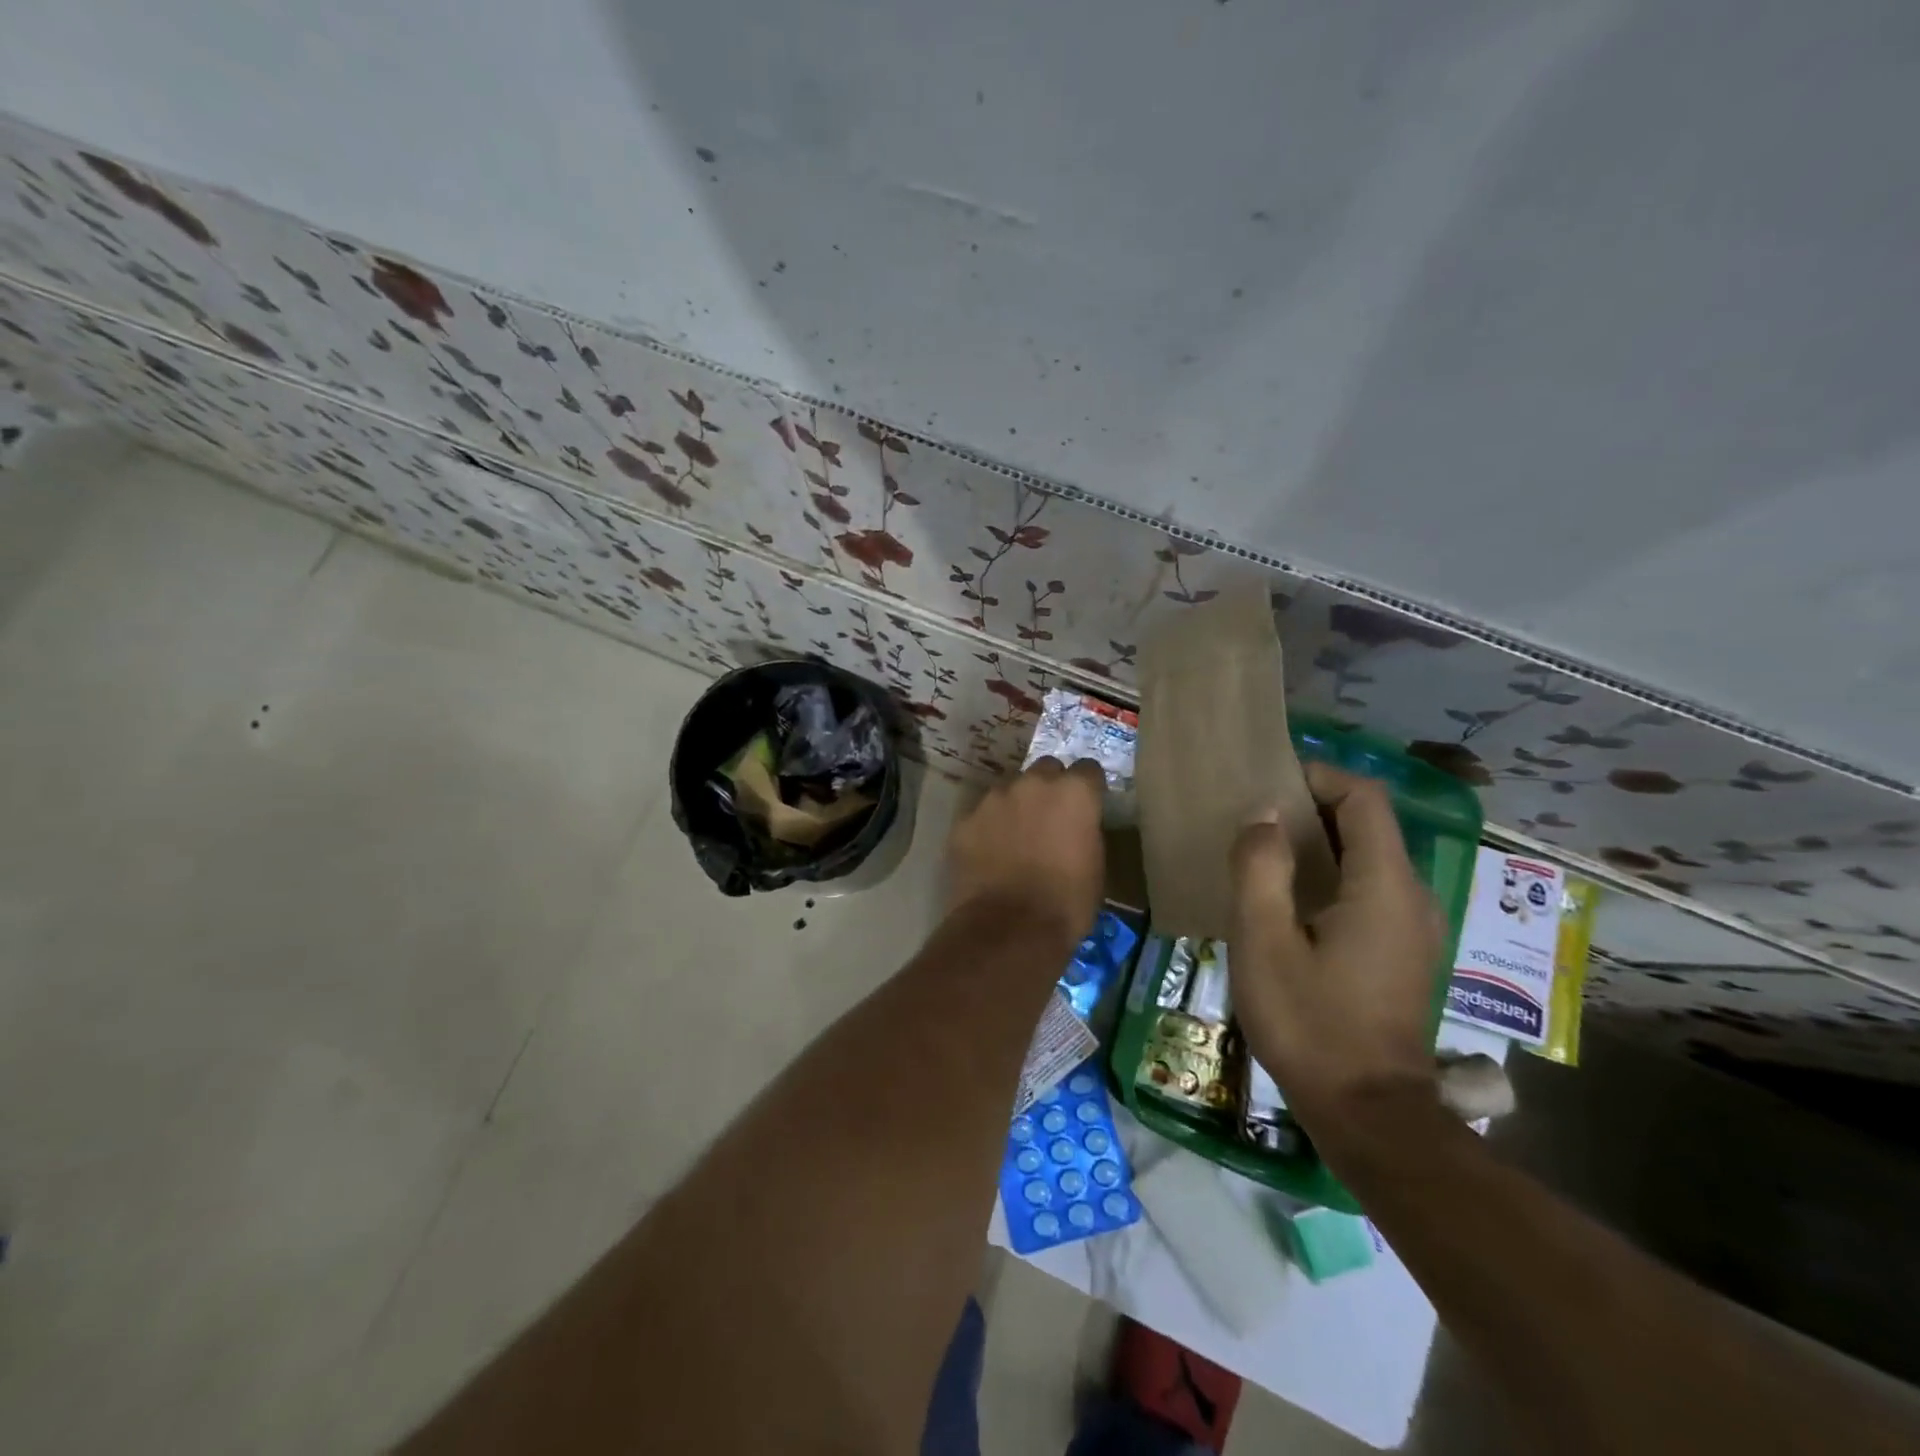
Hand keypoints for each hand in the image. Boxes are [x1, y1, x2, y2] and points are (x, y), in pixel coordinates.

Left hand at [947, 758, 1105, 947]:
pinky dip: (988, 828)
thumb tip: (1077, 827)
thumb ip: (1086, 831)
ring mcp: (994, 799)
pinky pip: (981, 816)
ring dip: (1016, 806)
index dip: (1088, 787)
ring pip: (1009, 790)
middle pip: (1045, 770)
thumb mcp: (1096, 866)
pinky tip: (989, 854)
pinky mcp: (965, 820)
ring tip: (1015, 838)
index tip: (1087, 804)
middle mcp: (1033, 783)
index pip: (1088, 769)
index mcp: (1074, 792)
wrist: (1010, 929)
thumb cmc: (1067, 903)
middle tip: (1050, 817)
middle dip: (1050, 787)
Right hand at [1228, 764, 1443, 1121]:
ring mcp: (1413, 927)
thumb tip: (1265, 816)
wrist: (1369, 1114)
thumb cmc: (1310, 1023)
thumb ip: (1261, 868)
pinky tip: (1288, 903)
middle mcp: (1411, 896)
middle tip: (1253, 820)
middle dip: (1312, 808)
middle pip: (1368, 824)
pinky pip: (1368, 890)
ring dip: (1319, 844)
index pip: (1364, 798)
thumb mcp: (1264, 942)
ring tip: (1263, 856)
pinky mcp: (1403, 952)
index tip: (1268, 785)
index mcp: (1383, 885)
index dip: (1319, 777)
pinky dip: (1330, 876)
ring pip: (1367, 857)